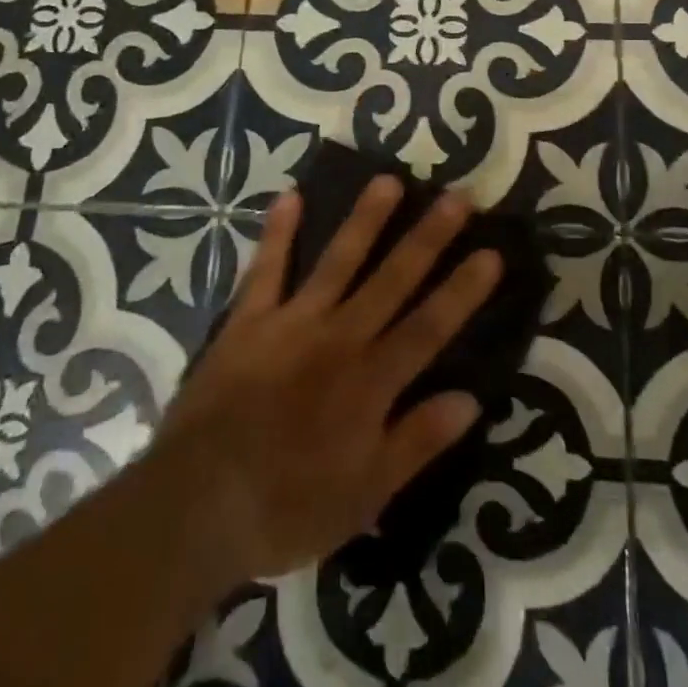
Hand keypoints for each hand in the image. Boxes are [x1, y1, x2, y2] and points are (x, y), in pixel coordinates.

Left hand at [140, 179, 500, 593]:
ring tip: (388, 179)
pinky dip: (277, 233)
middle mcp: (339, 338)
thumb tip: (470, 399)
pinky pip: (266, 269)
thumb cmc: (287, 507)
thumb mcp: (364, 497)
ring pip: (338, 260)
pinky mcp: (249, 320)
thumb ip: (416, 442)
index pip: (429, 326)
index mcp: (370, 381)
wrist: (196, 506)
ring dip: (365, 219)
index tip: (491, 251)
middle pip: (392, 279)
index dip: (463, 289)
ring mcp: (293, 322)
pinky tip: (289, 195)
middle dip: (428, 237)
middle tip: (457, 197)